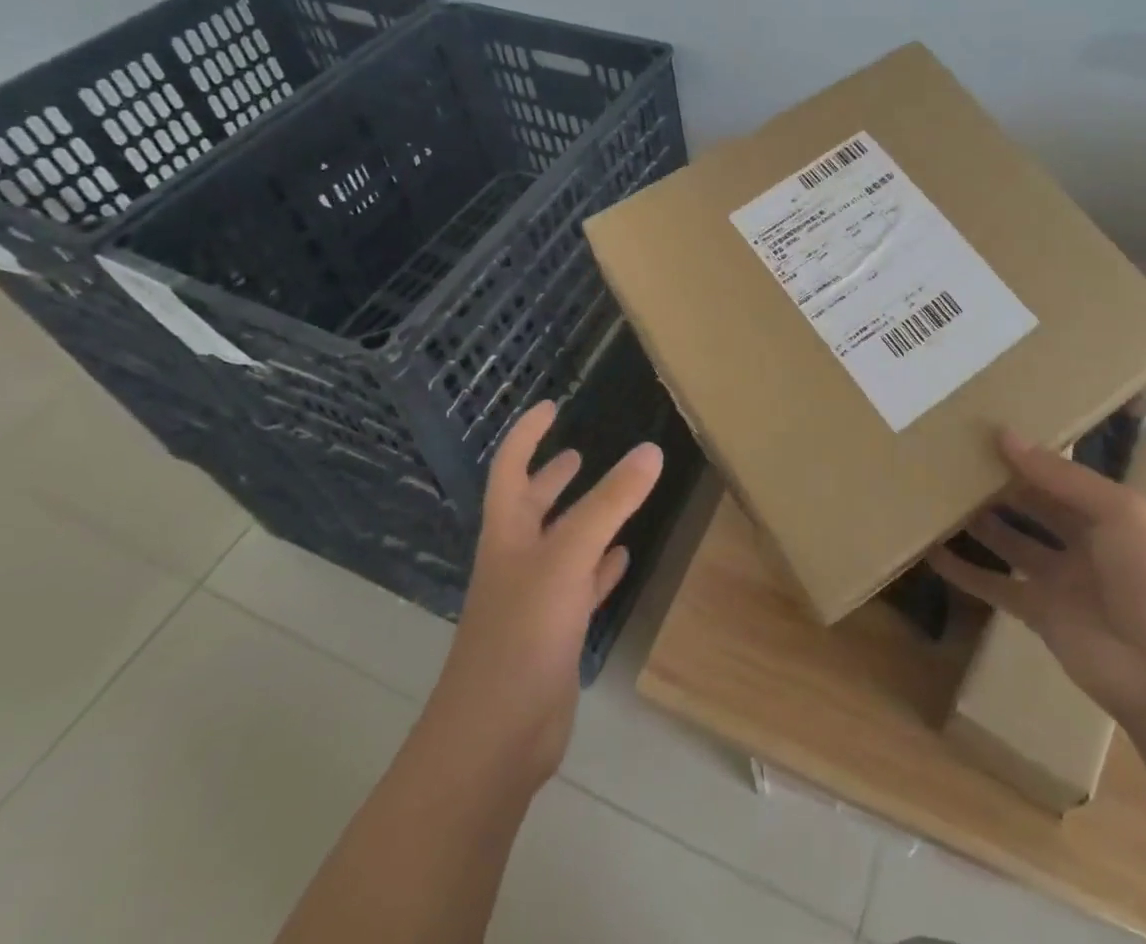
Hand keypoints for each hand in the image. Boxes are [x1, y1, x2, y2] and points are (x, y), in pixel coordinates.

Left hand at [426, 400, 662, 792]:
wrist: (495, 738)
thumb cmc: (523, 633)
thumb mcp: (570, 556)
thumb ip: (612, 502)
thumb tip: (651, 450)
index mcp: (507, 534)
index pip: (511, 468)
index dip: (527, 434)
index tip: (551, 406)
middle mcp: (516, 561)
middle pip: (531, 507)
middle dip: (550, 477)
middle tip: (577, 453)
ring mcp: (533, 600)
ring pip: (560, 546)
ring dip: (581, 520)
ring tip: (611, 497)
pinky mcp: (553, 635)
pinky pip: (580, 587)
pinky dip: (600, 569)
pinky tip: (622, 559)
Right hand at [929, 431, 1145, 721]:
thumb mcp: (1117, 511)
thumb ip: (1059, 475)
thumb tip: (1004, 435)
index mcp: (1106, 513)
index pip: (1058, 476)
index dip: (1026, 455)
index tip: (983, 432)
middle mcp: (1081, 542)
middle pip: (1031, 506)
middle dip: (998, 485)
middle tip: (954, 461)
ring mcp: (1059, 580)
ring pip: (1009, 542)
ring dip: (978, 523)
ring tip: (938, 497)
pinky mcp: (1038, 614)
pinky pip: (995, 586)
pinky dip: (965, 572)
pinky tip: (933, 553)